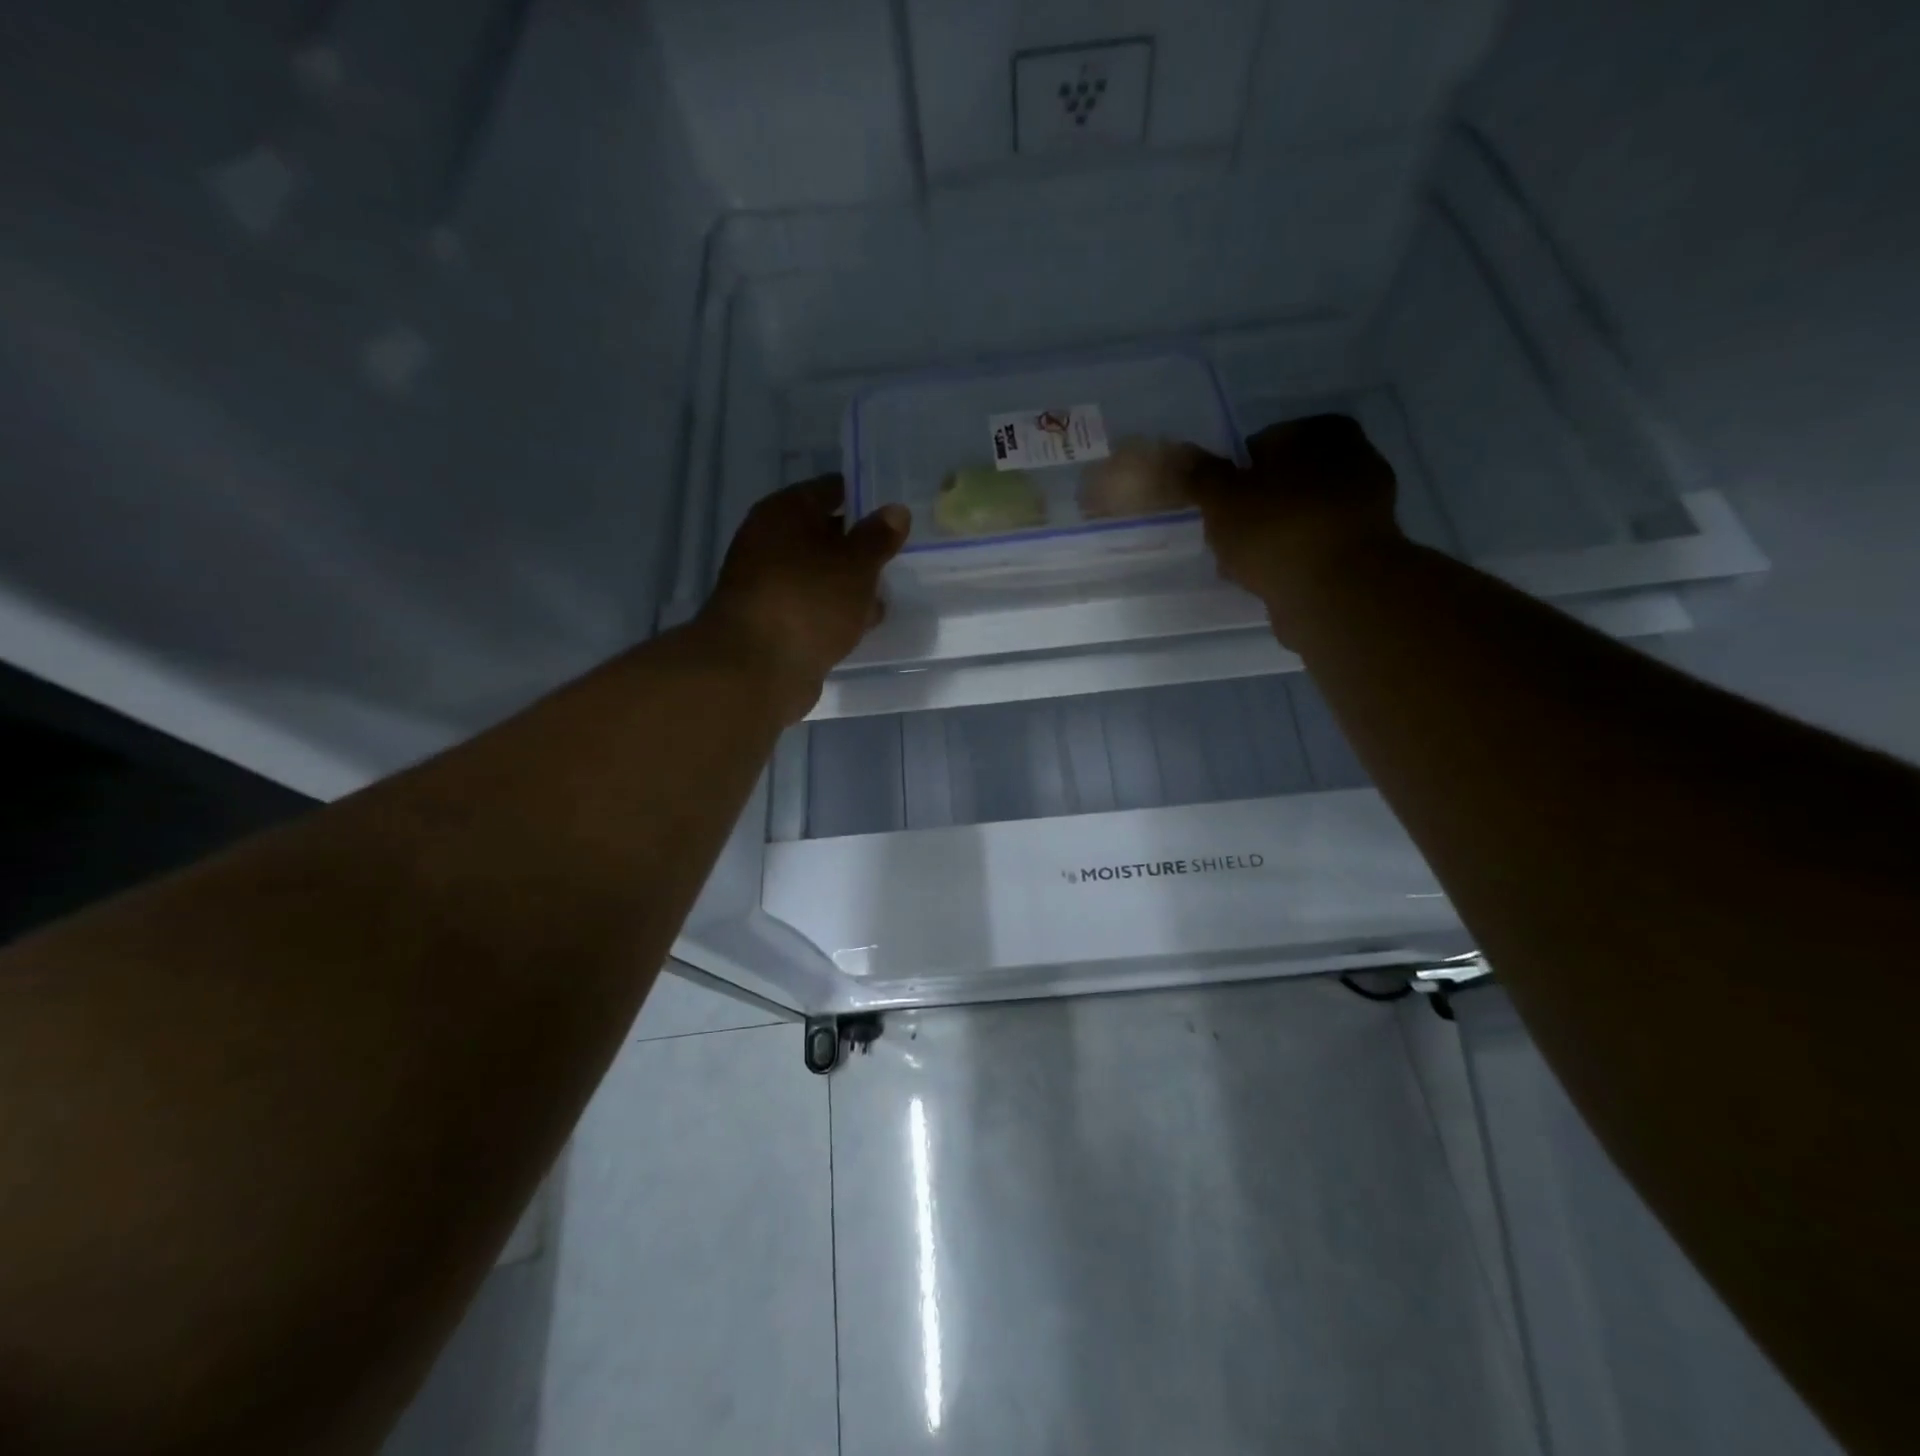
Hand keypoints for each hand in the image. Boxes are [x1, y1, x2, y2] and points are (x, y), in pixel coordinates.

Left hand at [698, 475, 909, 720]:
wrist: (757, 669)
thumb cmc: (809, 601)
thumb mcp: (856, 564)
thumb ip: (879, 537)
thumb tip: (896, 511)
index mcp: (784, 513)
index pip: (830, 490)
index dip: (863, 498)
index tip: (895, 514)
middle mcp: (769, 542)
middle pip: (822, 534)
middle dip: (858, 546)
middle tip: (897, 555)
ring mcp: (768, 585)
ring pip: (818, 574)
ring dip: (848, 583)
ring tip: (886, 593)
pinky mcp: (773, 622)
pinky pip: (812, 606)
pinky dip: (834, 611)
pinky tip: (862, 624)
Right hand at [1188, 414, 1405, 646]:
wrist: (1335, 592)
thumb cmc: (1275, 530)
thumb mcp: (1222, 498)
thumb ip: (1200, 474)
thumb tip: (1179, 453)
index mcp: (1322, 431)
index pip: (1262, 445)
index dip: (1233, 478)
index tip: (1216, 508)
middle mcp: (1354, 458)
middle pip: (1281, 483)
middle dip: (1253, 509)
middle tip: (1226, 538)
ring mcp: (1365, 506)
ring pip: (1296, 517)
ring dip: (1269, 537)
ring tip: (1242, 565)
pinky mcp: (1364, 549)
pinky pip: (1311, 547)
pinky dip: (1290, 559)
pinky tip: (1268, 580)